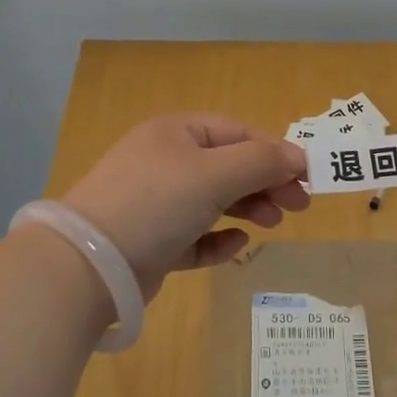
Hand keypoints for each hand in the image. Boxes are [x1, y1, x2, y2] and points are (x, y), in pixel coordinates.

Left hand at [60, 113, 309, 297]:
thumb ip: (261, 162)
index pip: (238, 133)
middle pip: (229, 166)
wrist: (89, 264)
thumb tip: (298, 158)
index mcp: (177, 132)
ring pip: (214, 200)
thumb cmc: (156, 202)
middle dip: (265, 182)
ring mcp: (155, 202)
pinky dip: (217, 238)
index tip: (307, 179)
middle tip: (298, 207)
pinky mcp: (151, 241)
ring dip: (247, 208)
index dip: (275, 153)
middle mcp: (165, 160)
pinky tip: (235, 245)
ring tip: (272, 224)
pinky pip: (194, 235)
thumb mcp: (214, 174)